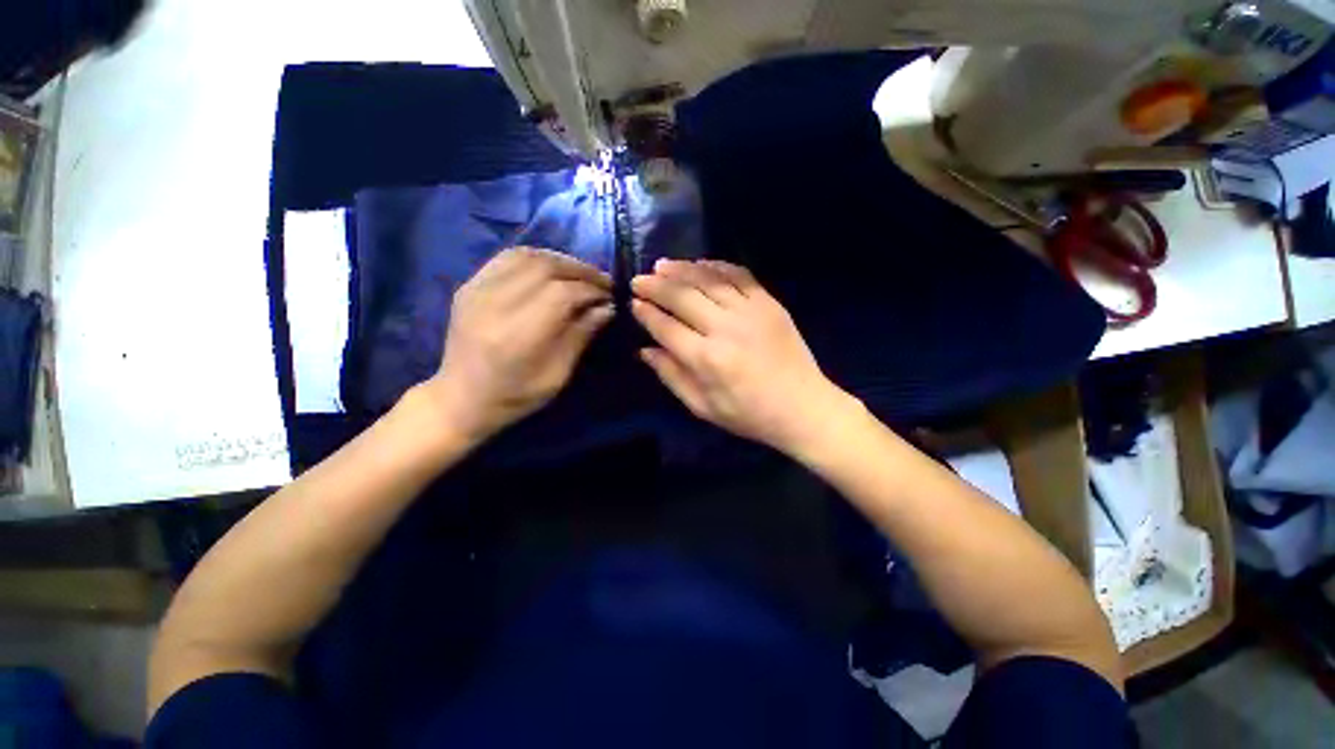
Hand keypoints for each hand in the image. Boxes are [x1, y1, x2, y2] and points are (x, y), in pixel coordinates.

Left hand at [421, 247, 612, 441]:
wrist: (460, 400)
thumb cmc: (515, 396)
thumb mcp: (557, 375)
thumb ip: (581, 336)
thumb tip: (606, 307)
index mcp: (517, 334)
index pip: (562, 293)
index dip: (590, 290)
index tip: (608, 297)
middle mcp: (494, 304)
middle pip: (545, 267)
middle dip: (581, 271)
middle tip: (602, 281)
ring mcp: (476, 291)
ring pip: (526, 256)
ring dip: (561, 261)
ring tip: (581, 274)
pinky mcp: (469, 286)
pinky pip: (507, 258)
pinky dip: (536, 258)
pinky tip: (551, 270)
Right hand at [631, 259, 853, 453]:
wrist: (803, 407)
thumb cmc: (748, 414)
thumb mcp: (702, 407)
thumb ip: (671, 376)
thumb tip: (645, 350)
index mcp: (706, 359)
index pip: (666, 327)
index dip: (646, 313)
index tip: (633, 303)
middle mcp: (725, 329)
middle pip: (682, 297)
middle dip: (656, 286)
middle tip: (639, 279)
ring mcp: (750, 311)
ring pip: (707, 280)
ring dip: (681, 270)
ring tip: (662, 265)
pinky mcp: (769, 303)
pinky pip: (738, 275)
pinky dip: (716, 266)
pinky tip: (700, 264)